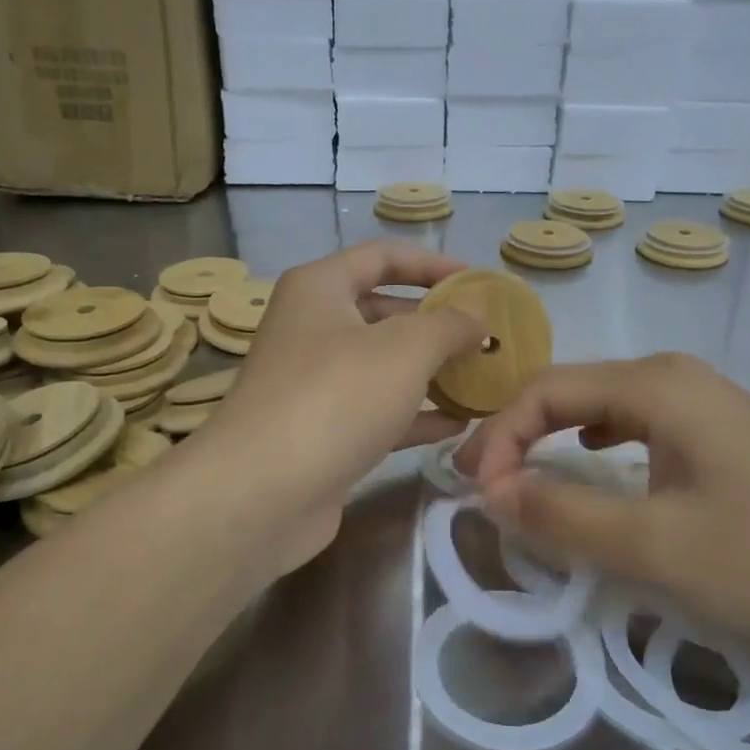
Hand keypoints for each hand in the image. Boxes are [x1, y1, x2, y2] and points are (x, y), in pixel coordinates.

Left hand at [190, 241, 483, 572]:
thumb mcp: (404, 349)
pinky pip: (378, 411)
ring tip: (482, 378)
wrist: (263, 493)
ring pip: (384, 366)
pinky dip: (416, 414)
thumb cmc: (336, 397)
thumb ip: (449, 325)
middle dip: (437, 324)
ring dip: (432, 372)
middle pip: (384, 312)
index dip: (432, 264)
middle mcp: (313, 328)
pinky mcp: (323, 432)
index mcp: (320, 289)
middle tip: (487, 337)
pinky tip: (458, 424)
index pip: (382, 257)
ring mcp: (316, 383)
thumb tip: (477, 318)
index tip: (477, 281)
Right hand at [457, 353, 749, 661]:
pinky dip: (599, 451)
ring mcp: (708, 408)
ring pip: (605, 411)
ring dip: (556, 442)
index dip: (498, 437)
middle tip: (484, 487)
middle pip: (572, 392)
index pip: (545, 391)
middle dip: (519, 436)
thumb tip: (491, 492)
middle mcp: (677, 380)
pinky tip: (598, 468)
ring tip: (525, 479)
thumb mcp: (657, 547)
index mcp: (656, 385)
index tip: (473, 494)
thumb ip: (565, 516)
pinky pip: (640, 432)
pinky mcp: (728, 441)